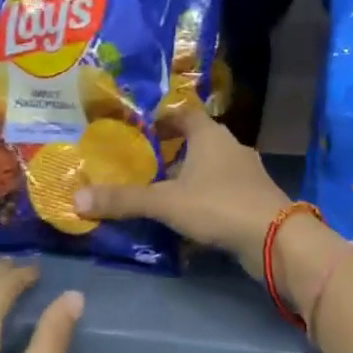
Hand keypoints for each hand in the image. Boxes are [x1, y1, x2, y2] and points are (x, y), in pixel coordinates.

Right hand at [74, 105, 291, 274]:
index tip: (138, 127)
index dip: (162, 117)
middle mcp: (231, 148)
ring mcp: (246, 174)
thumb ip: (124, 200)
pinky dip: (203, 199)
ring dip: (187, 178)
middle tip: (140, 163)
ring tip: (158, 192)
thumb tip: (76, 199)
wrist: (276, 239)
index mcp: (211, 135)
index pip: (184, 113)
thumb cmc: (219, 206)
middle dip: (170, 151)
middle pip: (196, 141)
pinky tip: (186, 218)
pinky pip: (221, 192)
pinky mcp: (253, 200)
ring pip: (209, 169)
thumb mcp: (165, 202)